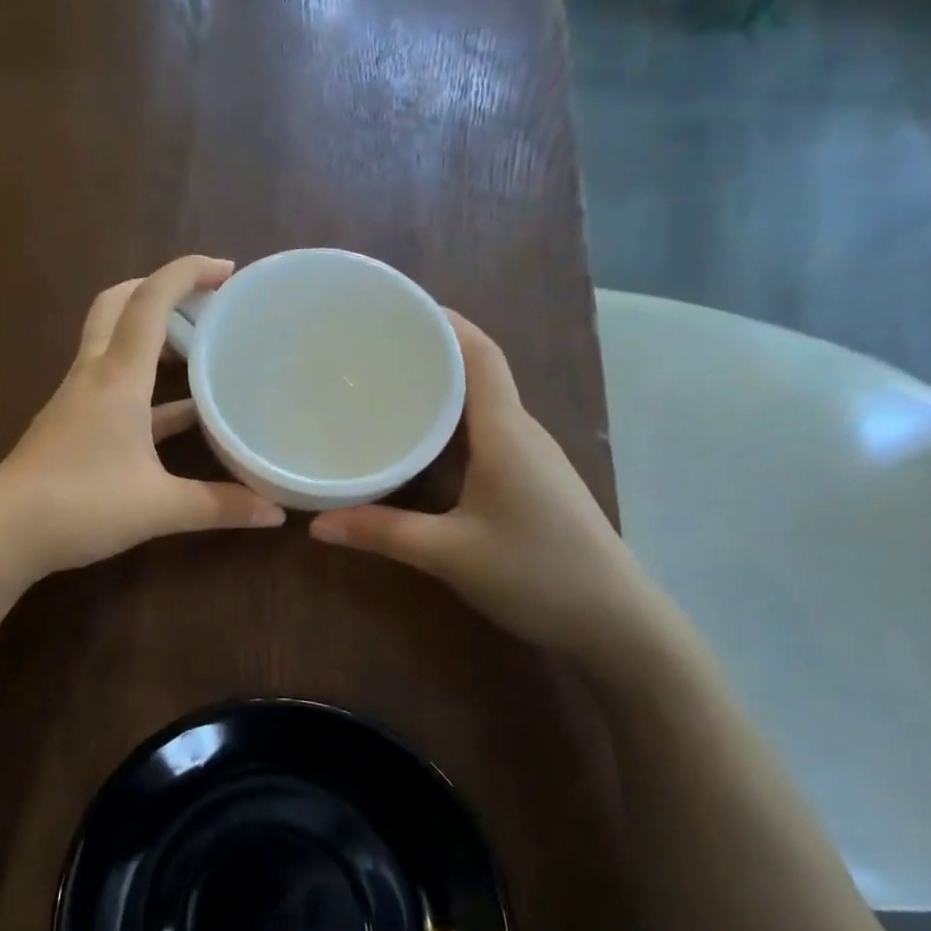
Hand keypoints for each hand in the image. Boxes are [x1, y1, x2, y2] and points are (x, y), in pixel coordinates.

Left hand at [0, 256, 284, 581]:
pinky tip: (178, 412)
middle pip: (119, 304)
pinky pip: (113, 385)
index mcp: (117, 377)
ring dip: (152, 334)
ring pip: (113, 342)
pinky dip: (145, 384)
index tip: (229, 270)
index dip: (188, 273)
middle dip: (161, 289)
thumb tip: (276, 513)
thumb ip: (220, 506)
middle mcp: (93, 375)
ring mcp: (78, 398)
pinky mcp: (71, 423)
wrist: (3, 533)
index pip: (151, 301)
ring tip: (199, 347)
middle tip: (206, 303)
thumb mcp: (159, 508)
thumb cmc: (81, 506)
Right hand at [310, 311, 661, 666]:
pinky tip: (418, 446)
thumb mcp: (449, 554)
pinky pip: (485, 435)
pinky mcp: (531, 482)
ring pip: (482, 406)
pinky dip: (449, 427)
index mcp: (506, 432)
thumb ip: (381, 533)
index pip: (480, 353)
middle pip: (478, 372)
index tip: (397, 308)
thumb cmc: (537, 574)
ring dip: (439, 390)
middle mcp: (522, 432)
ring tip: (384, 388)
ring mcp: (532, 458)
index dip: (444, 321)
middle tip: (370, 351)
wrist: (616, 623)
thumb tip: (314, 523)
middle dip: (430, 352)